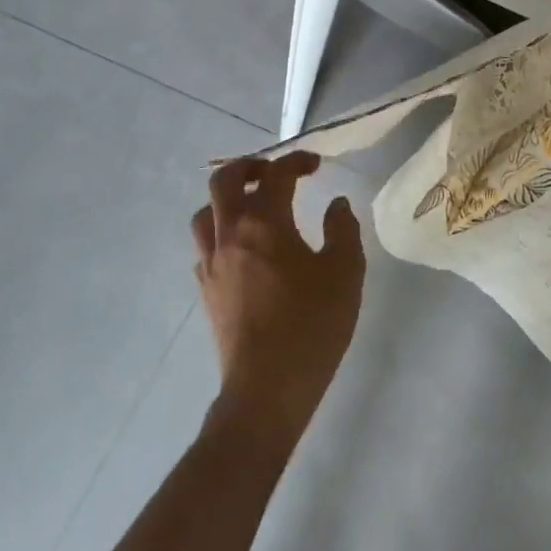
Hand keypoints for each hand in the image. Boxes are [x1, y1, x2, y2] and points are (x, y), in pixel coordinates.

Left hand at [193, 153, 363, 456]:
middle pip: (224, 180)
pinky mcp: (206, 290)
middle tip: (276, 174)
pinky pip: (205, 245)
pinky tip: (245, 249)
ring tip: (255, 207)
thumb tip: (336, 203)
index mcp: (265, 223)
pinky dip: (221, 232)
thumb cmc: (312, 325)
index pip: (276, 174)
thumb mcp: (345, 272)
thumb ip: (343, 229)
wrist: (268, 389)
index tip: (316, 166)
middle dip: (250, 167)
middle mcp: (230, 234)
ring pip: (206, 212)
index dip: (297, 161)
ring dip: (228, 199)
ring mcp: (212, 263)